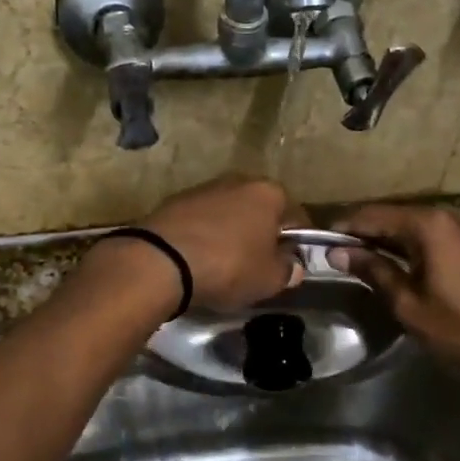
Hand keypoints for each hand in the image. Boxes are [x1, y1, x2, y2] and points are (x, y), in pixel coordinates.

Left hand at [140, 174, 307, 310]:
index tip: (291, 263)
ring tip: (225, 262)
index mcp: (269, 193)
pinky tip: (199, 258)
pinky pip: (201, 219)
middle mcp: (239, 181)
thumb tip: (292, 265)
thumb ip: (287, 270)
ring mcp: (204, 188)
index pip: (295, 216)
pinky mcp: (175, 200)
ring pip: (228, 212)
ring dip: (231, 232)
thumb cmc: (228, 266)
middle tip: (258, 263)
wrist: (162, 260)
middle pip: (259, 210)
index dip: (296, 242)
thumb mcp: (269, 279)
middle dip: (261, 233)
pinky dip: (204, 234)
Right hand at [330, 202, 459, 400]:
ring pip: (411, 227)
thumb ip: (372, 271)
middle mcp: (446, 217)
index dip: (343, 227)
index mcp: (427, 225)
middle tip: (333, 252)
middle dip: (362, 232)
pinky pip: (430, 238)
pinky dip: (407, 247)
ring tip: (356, 260)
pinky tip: (393, 265)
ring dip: (384, 240)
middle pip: (392, 216)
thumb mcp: (409, 305)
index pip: (372, 215)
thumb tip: (337, 252)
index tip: (317, 240)